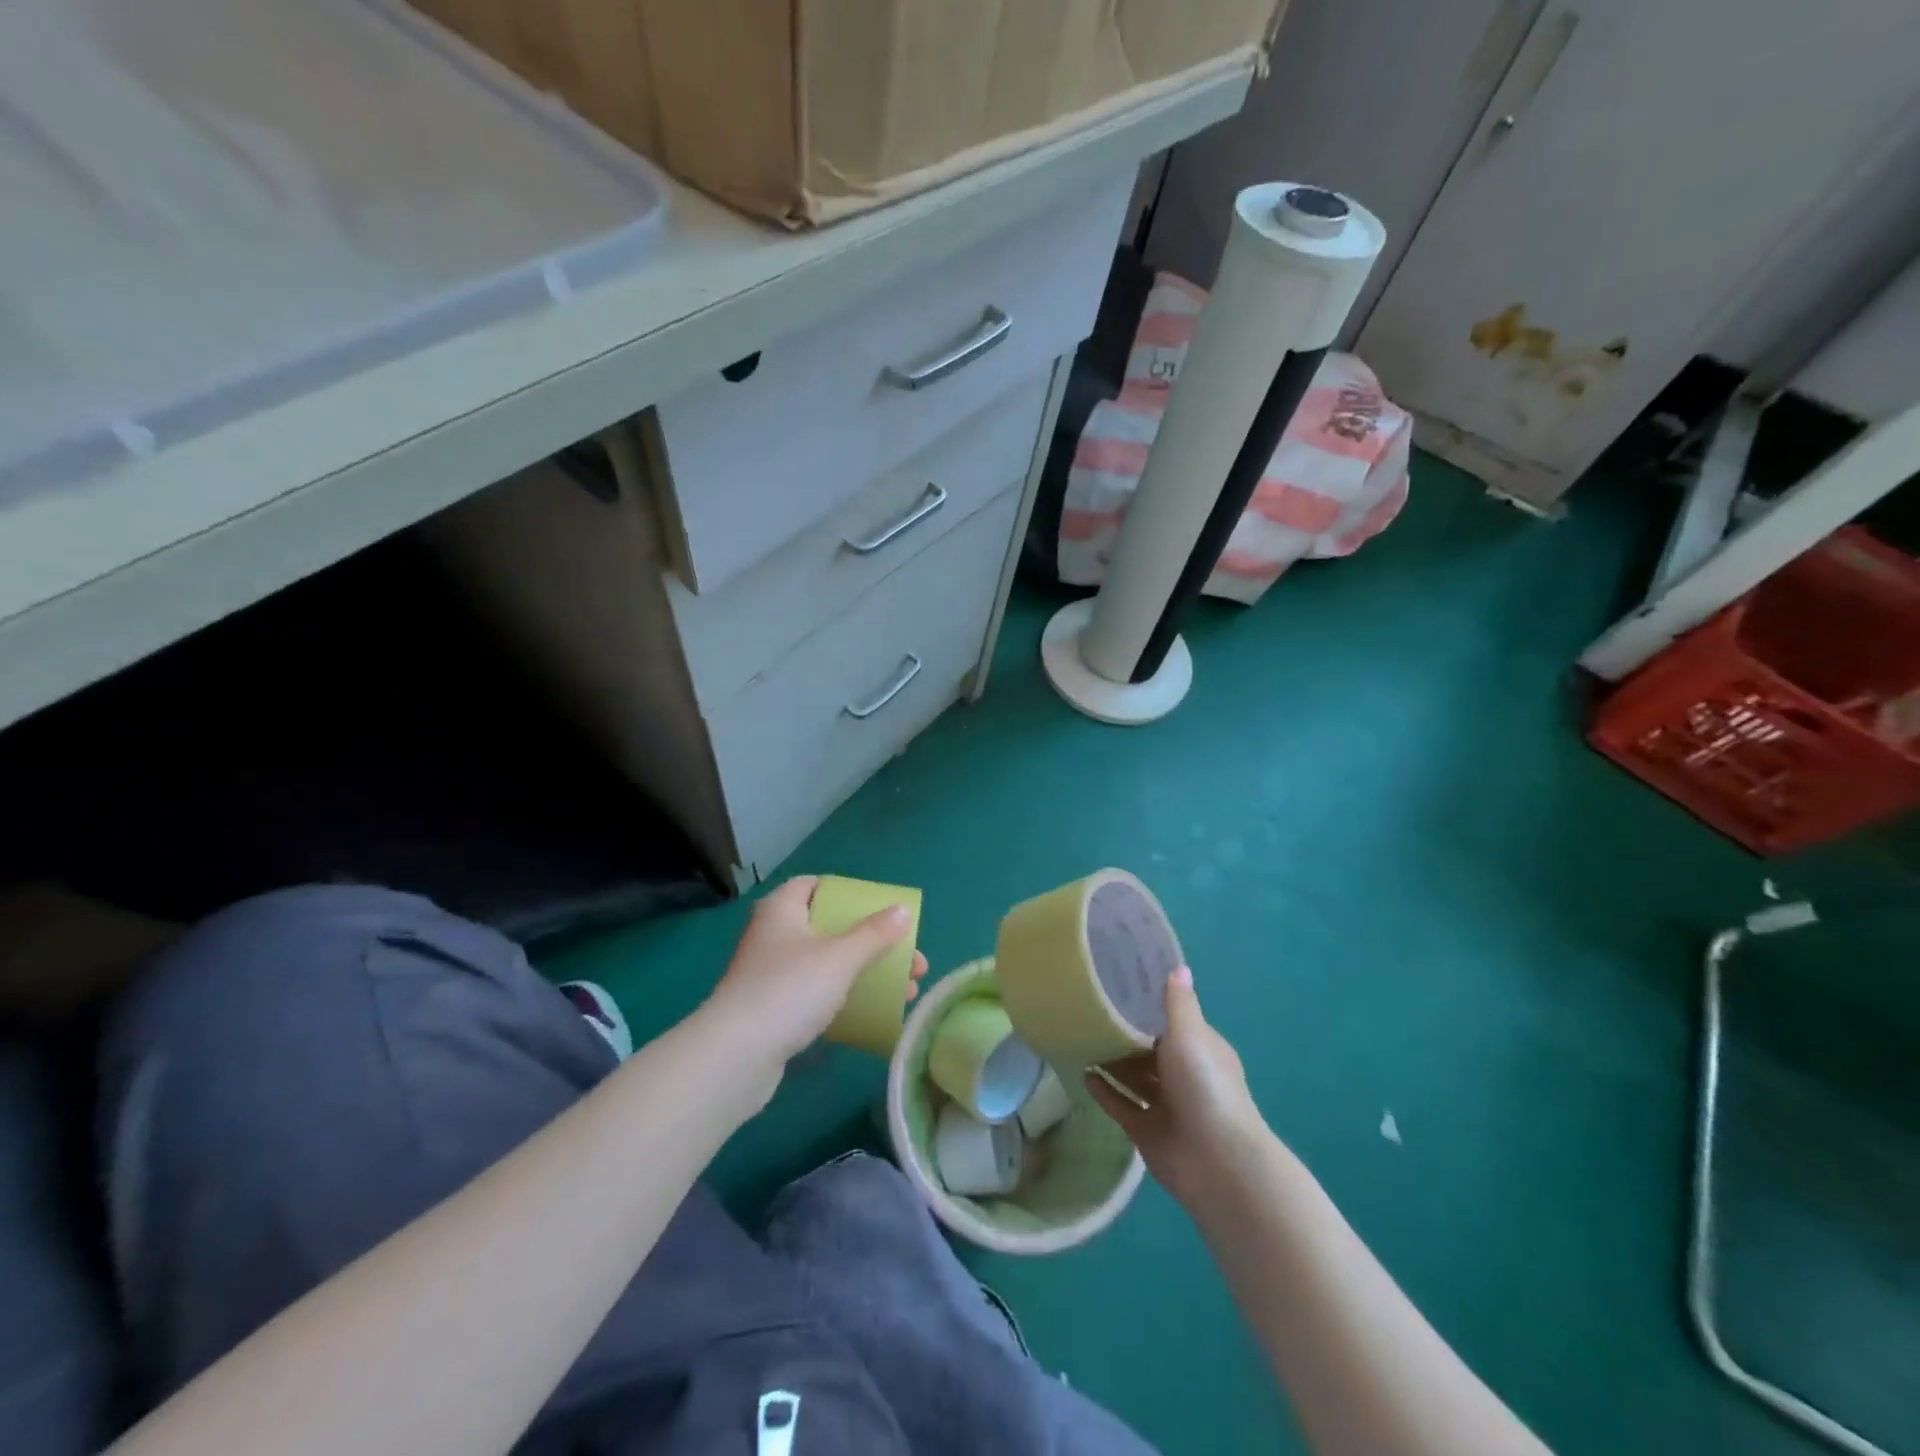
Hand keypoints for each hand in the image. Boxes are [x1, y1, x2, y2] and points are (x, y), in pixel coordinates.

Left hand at [704, 877, 926, 1088]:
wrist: (735, 1056)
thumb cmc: (789, 990)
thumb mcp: (840, 957)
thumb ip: (874, 934)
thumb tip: (902, 911)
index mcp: (782, 909)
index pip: (815, 885)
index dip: (849, 893)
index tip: (881, 910)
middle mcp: (773, 934)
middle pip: (830, 927)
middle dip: (873, 942)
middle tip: (910, 960)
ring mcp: (770, 973)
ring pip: (827, 963)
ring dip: (866, 972)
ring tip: (908, 990)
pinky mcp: (772, 1009)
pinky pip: (817, 993)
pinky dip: (845, 997)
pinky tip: (874, 1013)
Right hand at [1087, 966, 1266, 1204]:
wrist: (1216, 1161)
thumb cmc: (1205, 1086)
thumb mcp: (1190, 1034)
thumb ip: (1178, 1002)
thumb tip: (1179, 966)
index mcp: (1200, 1049)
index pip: (1171, 1022)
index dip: (1147, 1006)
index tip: (1117, 987)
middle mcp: (1184, 1075)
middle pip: (1149, 1050)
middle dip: (1124, 1035)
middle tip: (1088, 1011)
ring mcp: (1166, 1106)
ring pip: (1134, 1078)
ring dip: (1112, 1063)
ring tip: (1080, 1039)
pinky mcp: (1148, 1132)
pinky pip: (1122, 1106)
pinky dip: (1105, 1092)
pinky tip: (1083, 1075)